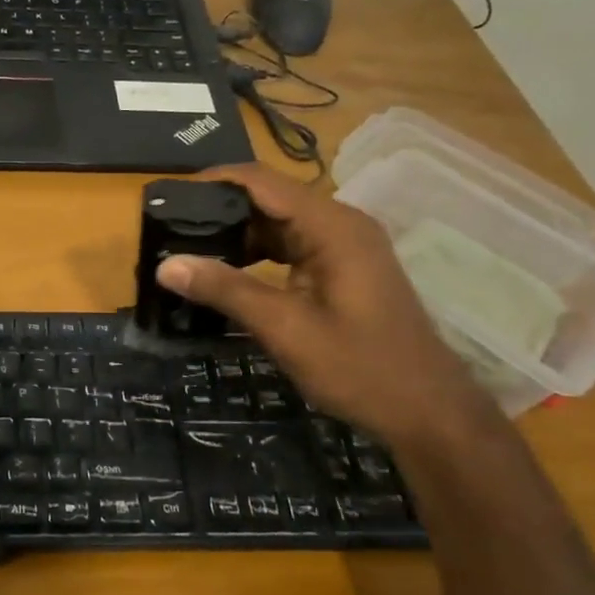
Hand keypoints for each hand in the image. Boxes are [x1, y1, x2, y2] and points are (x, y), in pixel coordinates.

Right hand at [155, 164, 498, 450]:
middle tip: (166, 231)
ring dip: (234, 236)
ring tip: (186, 252)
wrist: (429, 412)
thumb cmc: (361, 368)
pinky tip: (225, 275)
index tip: (166, 199)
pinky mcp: (341, 268)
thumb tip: (165, 265)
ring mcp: (343, 246)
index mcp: (332, 226)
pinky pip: (289, 247)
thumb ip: (226, 290)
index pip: (260, 181)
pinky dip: (256, 255)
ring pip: (276, 224)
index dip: (211, 182)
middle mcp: (339, 224)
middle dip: (217, 212)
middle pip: (268, 199)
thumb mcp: (286, 329)